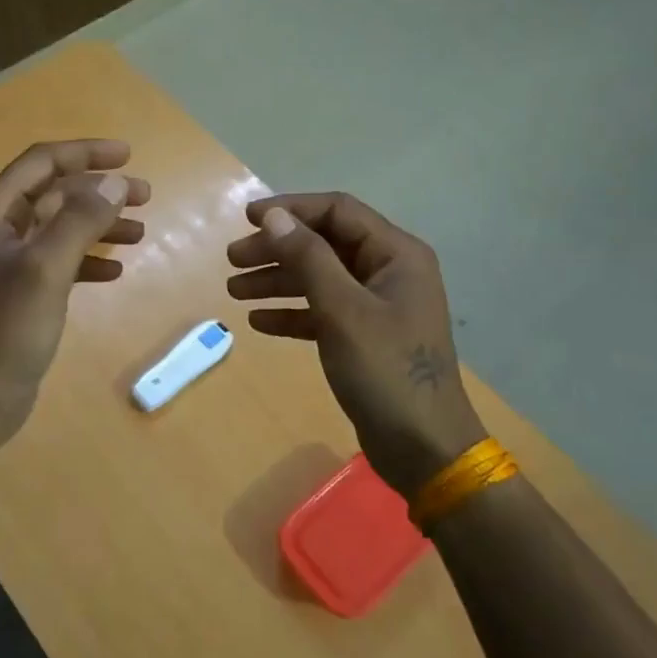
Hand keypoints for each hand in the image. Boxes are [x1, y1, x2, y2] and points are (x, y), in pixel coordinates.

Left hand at [0, 139, 149, 442]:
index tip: (128, 155)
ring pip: (62, 227)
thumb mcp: (46, 269)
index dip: (85, 153)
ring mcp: (10, 262)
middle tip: (146, 197)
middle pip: (55, 193)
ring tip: (141, 234)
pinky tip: (115, 272)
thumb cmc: (7, 328)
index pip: (42, 163)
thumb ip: (80, 220)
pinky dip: (89, 260)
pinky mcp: (23, 291)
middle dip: (100, 191)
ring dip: (100, 225)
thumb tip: (115, 183)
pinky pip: (61, 261)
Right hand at [226, 192, 485, 495]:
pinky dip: (292, 312)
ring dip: (278, 280)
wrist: (424, 448)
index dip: (291, 209)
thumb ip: (308, 258)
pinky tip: (259, 321)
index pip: (337, 211)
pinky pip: (323, 311)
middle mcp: (388, 272)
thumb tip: (275, 216)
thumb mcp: (343, 310)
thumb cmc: (386, 370)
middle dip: (277, 249)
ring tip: (234, 290)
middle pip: (324, 244)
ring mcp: (378, 306)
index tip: (248, 219)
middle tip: (233, 260)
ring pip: (319, 278)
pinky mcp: (365, 337)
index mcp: (396, 254)